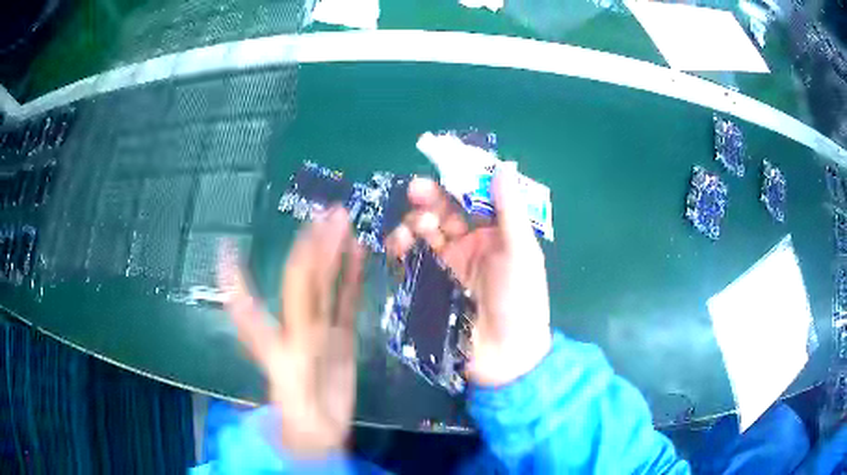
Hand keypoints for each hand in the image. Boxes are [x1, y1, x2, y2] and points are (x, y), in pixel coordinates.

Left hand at [217, 206, 364, 457]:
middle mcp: (294, 325)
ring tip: (343, 222)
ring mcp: (320, 329)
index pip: (250, 301)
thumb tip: (240, 307)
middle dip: (314, 246)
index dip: (236, 278)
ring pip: (326, 285)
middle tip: (330, 212)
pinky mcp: (341, 337)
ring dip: (334, 254)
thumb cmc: (295, 409)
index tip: (226, 250)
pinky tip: (358, 253)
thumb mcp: (282, 377)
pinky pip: (346, 302)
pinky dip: (352, 278)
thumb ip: (267, 341)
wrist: (322, 431)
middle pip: (303, 280)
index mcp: (274, 336)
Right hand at [386, 164, 551, 386]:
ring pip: (424, 231)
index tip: (441, 168)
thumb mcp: (521, 253)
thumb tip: (503, 166)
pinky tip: (400, 243)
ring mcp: (447, 263)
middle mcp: (470, 244)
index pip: (472, 198)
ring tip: (418, 228)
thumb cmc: (520, 300)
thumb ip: (510, 211)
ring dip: (416, 222)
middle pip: (444, 211)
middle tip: (417, 191)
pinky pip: (410, 257)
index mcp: (495, 233)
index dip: (457, 182)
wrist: (504, 355)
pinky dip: (402, 246)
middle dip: (430, 199)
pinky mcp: (429, 283)